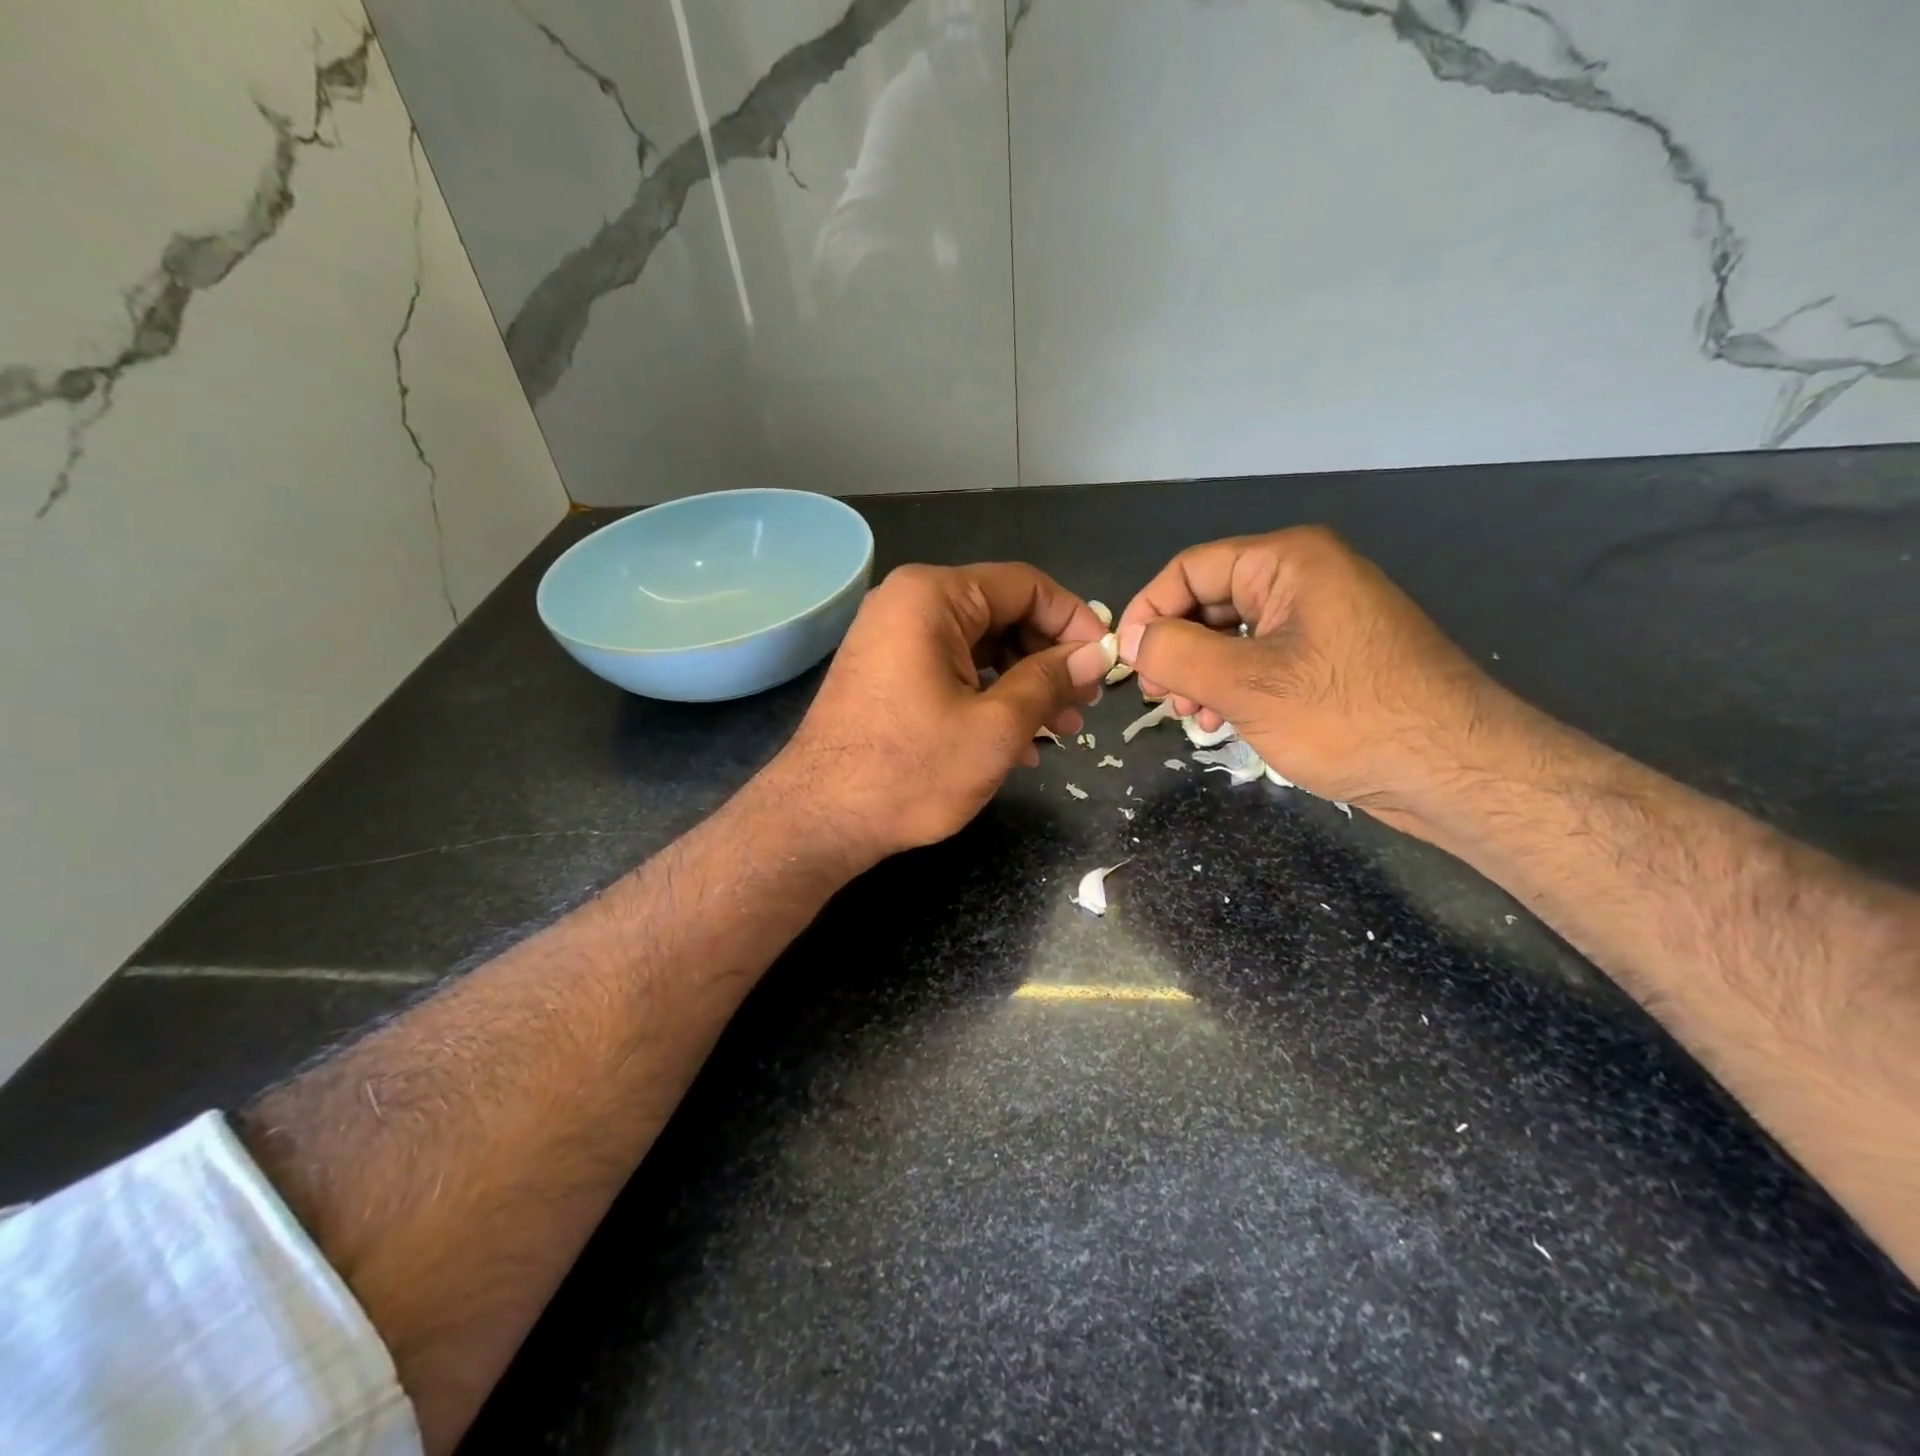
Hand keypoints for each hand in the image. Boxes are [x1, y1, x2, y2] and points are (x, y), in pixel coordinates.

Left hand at [764, 562, 1113, 866]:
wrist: (820, 819)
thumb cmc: (911, 770)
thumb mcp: (996, 727)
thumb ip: (1051, 681)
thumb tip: (1097, 654)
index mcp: (934, 596)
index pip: (1026, 585)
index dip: (1075, 622)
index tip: (1106, 663)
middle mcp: (909, 603)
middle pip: (1003, 614)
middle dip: (1050, 660)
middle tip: (1085, 706)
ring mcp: (893, 638)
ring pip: (981, 647)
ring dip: (1025, 686)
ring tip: (1062, 731)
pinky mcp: (888, 673)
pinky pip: (953, 670)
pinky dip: (989, 698)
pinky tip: (1019, 744)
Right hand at [1115, 527, 1506, 831]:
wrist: (1456, 769)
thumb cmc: (1348, 716)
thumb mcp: (1246, 684)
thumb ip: (1175, 654)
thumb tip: (1127, 639)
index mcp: (1288, 562)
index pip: (1190, 569)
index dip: (1148, 611)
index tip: (1125, 661)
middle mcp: (1304, 578)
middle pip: (1210, 600)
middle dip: (1175, 648)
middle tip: (1159, 698)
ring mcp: (1321, 618)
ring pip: (1233, 634)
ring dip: (1200, 673)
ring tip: (1191, 717)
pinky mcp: (1330, 657)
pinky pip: (1262, 658)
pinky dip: (1233, 685)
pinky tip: (1223, 719)